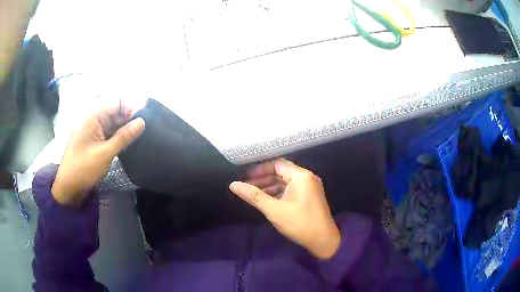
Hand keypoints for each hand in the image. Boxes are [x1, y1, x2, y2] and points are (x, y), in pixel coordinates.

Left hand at [51, 102, 144, 206]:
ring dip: (125, 130)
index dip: (131, 109)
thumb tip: (142, 122)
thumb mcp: (105, 153)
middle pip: (116, 114)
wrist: (68, 187)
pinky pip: (110, 135)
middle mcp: (94, 121)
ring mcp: (94, 132)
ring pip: (114, 125)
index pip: (117, 104)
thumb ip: (124, 137)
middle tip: (145, 131)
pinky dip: (119, 138)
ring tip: (140, 137)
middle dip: (129, 120)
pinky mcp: (95, 143)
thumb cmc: (83, 167)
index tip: (144, 121)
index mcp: (94, 117)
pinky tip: (129, 144)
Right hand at [230, 159, 340, 258]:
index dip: (260, 170)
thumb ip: (253, 196)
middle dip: (264, 179)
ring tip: (255, 194)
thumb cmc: (299, 223)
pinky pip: (293, 189)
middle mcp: (307, 177)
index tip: (246, 177)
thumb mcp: (274, 209)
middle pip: (282, 172)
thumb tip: (233, 184)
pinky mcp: (311, 196)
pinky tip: (269, 200)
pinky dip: (280, 192)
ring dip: (271, 186)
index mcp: (301, 176)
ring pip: (287, 181)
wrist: (323, 240)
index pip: (277, 165)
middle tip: (248, 186)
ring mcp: (311, 187)